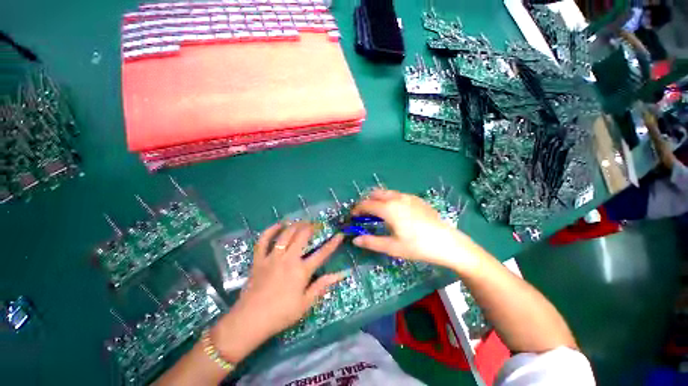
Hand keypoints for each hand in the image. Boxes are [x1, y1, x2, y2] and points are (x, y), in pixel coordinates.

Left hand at [212, 222, 343, 361]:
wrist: (250, 320)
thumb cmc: (281, 314)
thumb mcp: (305, 303)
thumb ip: (322, 286)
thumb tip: (340, 275)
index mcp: (302, 270)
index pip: (322, 253)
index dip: (333, 243)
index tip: (339, 235)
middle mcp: (288, 259)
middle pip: (302, 236)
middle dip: (311, 227)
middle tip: (316, 224)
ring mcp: (272, 257)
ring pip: (286, 234)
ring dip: (295, 225)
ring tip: (302, 222)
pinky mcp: (259, 259)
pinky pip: (263, 240)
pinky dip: (271, 230)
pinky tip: (278, 225)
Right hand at [351, 189, 474, 270]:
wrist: (448, 243)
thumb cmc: (418, 246)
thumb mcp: (392, 247)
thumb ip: (371, 242)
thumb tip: (354, 239)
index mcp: (388, 209)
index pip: (366, 204)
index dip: (357, 209)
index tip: (353, 216)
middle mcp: (397, 198)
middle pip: (375, 194)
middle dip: (367, 201)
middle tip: (364, 214)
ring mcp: (408, 197)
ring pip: (387, 193)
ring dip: (378, 199)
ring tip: (378, 212)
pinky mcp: (417, 199)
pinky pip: (398, 195)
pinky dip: (390, 199)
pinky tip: (396, 211)